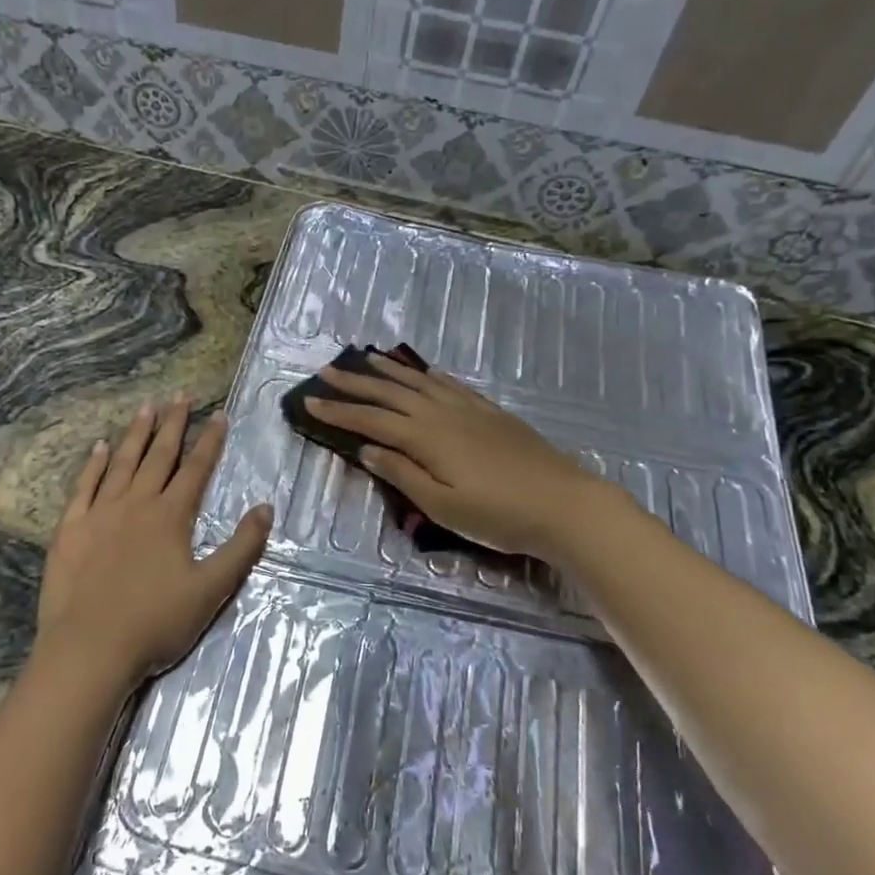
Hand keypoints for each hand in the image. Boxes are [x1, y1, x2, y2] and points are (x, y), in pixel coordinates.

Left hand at [36, 396, 272, 689]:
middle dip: (173, 424)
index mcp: (171, 516)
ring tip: (146, 407)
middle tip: (180, 396)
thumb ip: (241, 547)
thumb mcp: (212, 589)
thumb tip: (266, 507)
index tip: (219, 414)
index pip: (196, 469)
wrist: (89, 648)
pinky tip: (99, 448)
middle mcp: (137, 503)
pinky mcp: (71, 529)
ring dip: (136, 434)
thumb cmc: (156, 622)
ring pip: (122, 463)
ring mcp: (100, 513)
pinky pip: (84, 487)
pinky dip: (93, 465)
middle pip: (159, 456)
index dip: (210, 441)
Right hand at [305, 353, 607, 558]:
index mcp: (426, 437)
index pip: (371, 420)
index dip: (338, 412)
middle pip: (390, 392)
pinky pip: (449, 384)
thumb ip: (402, 474)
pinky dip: (427, 375)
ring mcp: (468, 409)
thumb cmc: (500, 515)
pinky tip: (422, 373)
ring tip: (365, 360)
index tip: (308, 402)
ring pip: (419, 382)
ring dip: (388, 371)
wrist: (565, 504)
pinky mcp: (490, 412)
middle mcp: (442, 413)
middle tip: (325, 372)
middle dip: (354, 382)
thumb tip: (367, 449)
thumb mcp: (443, 506)